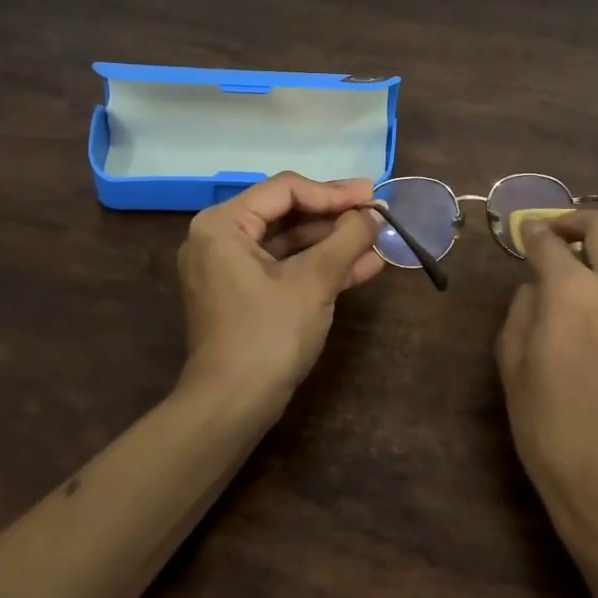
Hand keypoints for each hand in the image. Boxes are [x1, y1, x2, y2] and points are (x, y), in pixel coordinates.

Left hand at [176, 172, 383, 412]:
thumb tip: (374, 214)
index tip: (373, 196)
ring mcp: (229, 269)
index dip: (334, 192)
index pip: (286, 190)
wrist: (232, 407)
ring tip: (378, 239)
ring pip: (289, 243)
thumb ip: (347, 239)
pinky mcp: (243, 294)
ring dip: (333, 243)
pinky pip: (284, 268)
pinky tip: (364, 266)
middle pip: (287, 213)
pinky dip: (319, 267)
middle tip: (377, 213)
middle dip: (335, 217)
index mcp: (223, 224)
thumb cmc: (269, 334)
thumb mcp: (314, 281)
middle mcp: (219, 239)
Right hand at [496, 211, 597, 537]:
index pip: (548, 241)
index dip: (531, 232)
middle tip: (557, 235)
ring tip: (596, 258)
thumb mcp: (512, 364)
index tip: (524, 232)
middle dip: (574, 220)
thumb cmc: (549, 426)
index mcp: (570, 291)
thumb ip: (522, 310)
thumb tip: (538, 287)